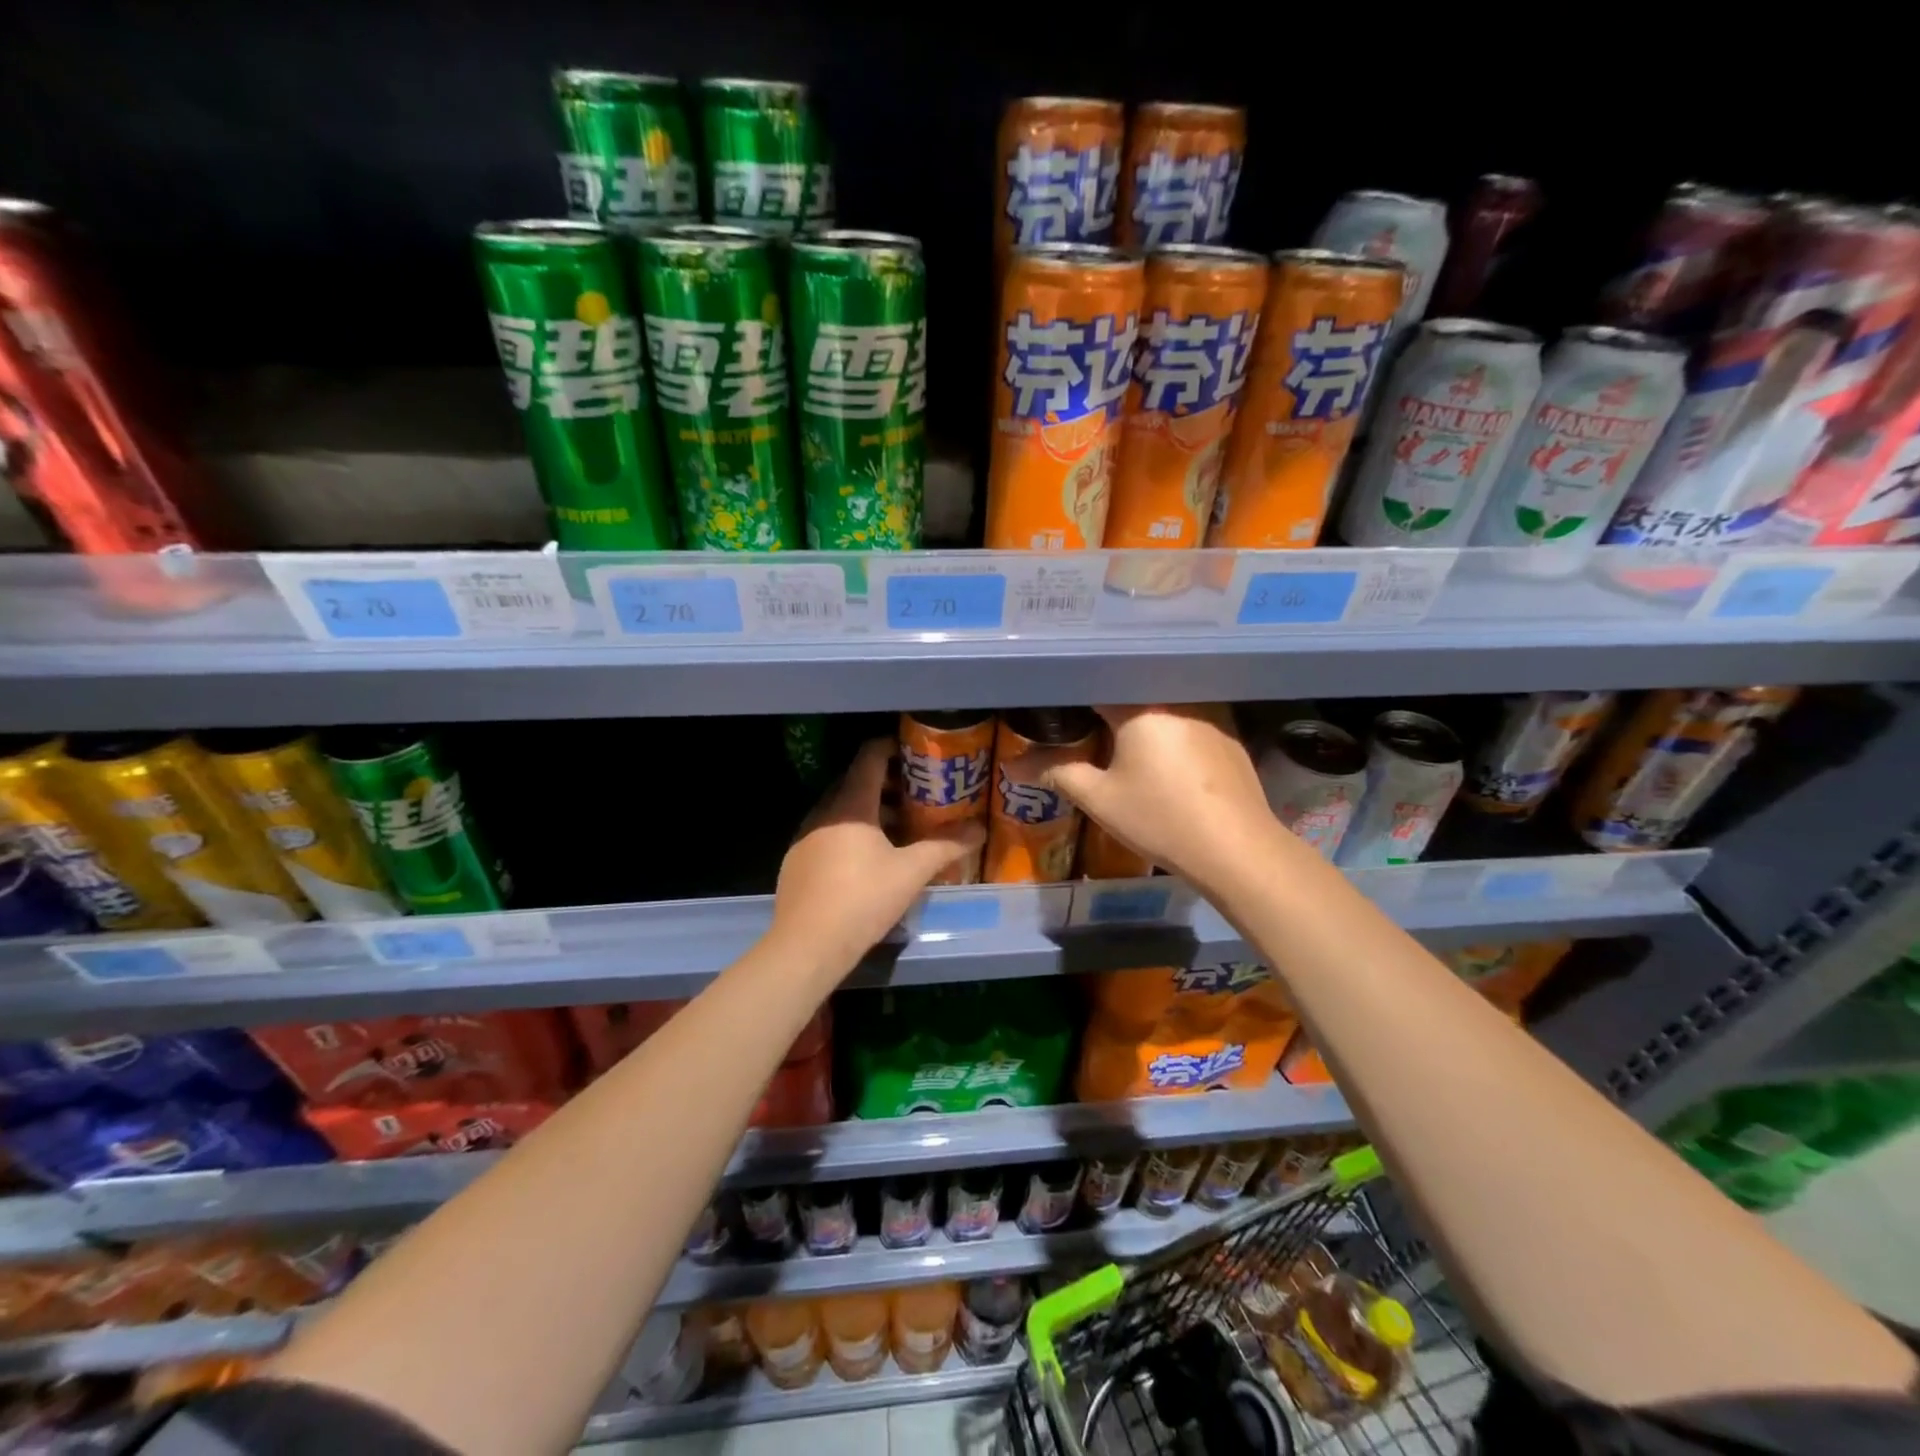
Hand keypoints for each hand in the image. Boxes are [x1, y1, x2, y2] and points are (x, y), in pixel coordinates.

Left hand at [770, 738, 984, 978]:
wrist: (807, 946)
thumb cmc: (863, 899)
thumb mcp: (911, 872)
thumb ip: (946, 846)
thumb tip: (980, 830)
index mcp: (851, 805)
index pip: (869, 757)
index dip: (892, 747)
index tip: (915, 753)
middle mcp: (823, 812)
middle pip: (855, 782)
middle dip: (887, 783)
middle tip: (918, 794)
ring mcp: (805, 836)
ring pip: (841, 810)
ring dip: (870, 811)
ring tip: (901, 829)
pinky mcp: (796, 861)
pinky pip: (828, 832)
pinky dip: (850, 833)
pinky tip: (869, 860)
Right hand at [1045, 704, 1280, 890]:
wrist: (1236, 849)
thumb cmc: (1160, 818)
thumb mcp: (1099, 798)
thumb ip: (1055, 771)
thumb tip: (1011, 766)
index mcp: (1141, 704)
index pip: (1097, 681)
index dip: (1073, 692)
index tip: (1055, 704)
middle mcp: (1177, 696)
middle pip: (1132, 688)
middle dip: (1106, 702)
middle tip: (1081, 722)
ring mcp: (1210, 713)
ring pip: (1162, 701)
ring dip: (1140, 714)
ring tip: (1116, 734)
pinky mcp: (1229, 734)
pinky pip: (1187, 717)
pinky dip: (1168, 727)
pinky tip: (1161, 752)